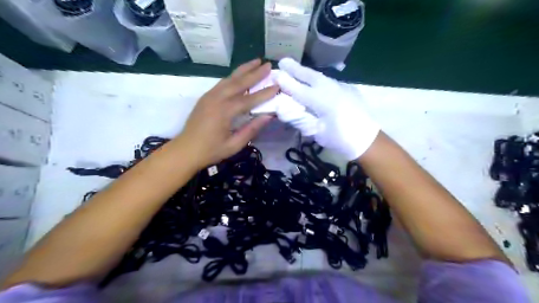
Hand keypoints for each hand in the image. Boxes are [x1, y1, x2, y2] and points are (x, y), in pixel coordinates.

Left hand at [179, 59, 277, 168]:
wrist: (185, 150)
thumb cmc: (211, 151)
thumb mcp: (234, 145)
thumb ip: (251, 130)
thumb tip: (268, 116)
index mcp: (224, 112)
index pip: (249, 99)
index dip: (264, 93)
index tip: (277, 85)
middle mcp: (217, 99)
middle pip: (239, 82)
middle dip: (255, 73)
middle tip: (268, 64)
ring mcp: (209, 96)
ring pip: (229, 78)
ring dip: (244, 69)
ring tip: (256, 61)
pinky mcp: (205, 97)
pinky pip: (222, 83)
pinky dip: (233, 76)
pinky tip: (240, 74)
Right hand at [275, 57, 379, 160]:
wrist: (367, 139)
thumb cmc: (340, 139)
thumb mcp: (317, 132)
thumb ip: (301, 119)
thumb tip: (287, 110)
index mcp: (322, 101)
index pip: (299, 89)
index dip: (286, 82)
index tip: (275, 74)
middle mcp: (331, 89)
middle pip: (309, 76)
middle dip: (295, 69)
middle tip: (283, 61)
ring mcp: (341, 87)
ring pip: (320, 77)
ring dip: (306, 73)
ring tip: (296, 69)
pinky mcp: (348, 89)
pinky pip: (328, 81)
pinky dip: (317, 80)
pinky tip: (314, 82)